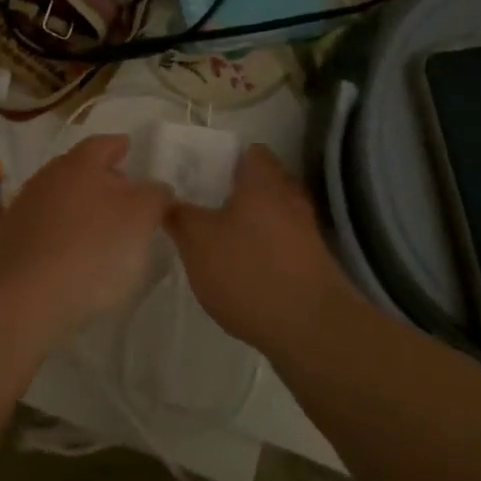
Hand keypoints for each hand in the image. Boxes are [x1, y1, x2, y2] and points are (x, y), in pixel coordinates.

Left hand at [0, 134, 170, 342]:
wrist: (25, 296)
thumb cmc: (91, 249)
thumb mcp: (140, 219)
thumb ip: (154, 196)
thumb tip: (156, 188)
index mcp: (80, 164)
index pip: (102, 144)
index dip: (118, 145)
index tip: (129, 147)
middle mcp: (49, 177)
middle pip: (79, 168)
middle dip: (101, 177)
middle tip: (123, 191)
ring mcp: (26, 207)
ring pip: (61, 197)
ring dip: (81, 206)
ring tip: (102, 227)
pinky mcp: (12, 239)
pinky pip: (46, 226)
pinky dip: (63, 231)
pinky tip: (75, 252)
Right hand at [167, 144, 358, 352]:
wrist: (310, 329)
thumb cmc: (248, 270)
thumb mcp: (197, 241)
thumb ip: (179, 215)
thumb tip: (167, 199)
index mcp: (263, 180)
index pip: (248, 151)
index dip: (223, 158)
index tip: (199, 173)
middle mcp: (290, 196)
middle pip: (261, 183)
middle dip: (235, 193)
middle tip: (203, 206)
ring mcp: (307, 231)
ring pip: (272, 214)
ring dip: (250, 224)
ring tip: (219, 242)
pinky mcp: (313, 263)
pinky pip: (282, 244)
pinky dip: (263, 250)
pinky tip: (242, 271)